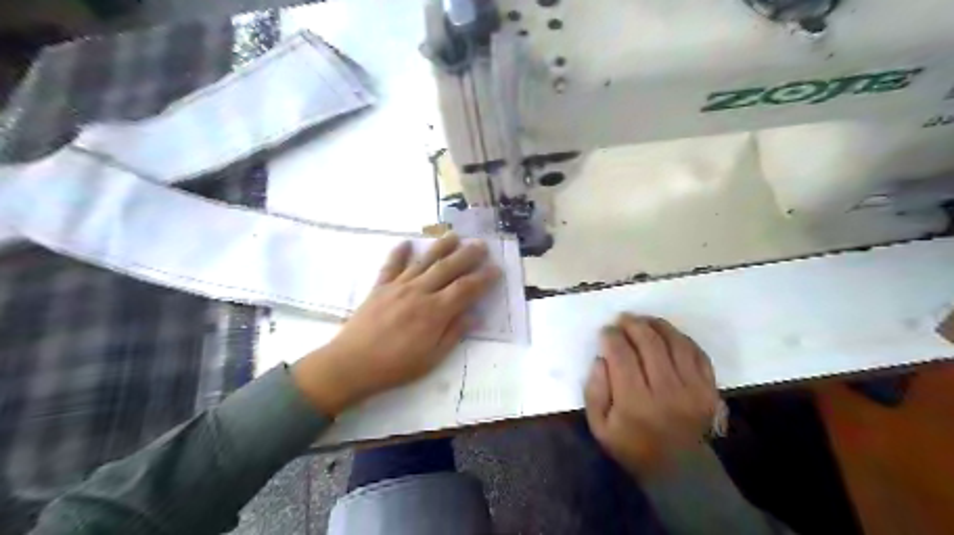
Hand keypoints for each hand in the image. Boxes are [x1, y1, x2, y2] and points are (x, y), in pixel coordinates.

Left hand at [293, 233, 499, 417]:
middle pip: (448, 268)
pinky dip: (398, 253)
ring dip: (440, 247)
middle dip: (467, 255)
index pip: (465, 289)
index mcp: (435, 312)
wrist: (352, 364)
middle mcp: (419, 292)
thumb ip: (453, 334)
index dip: (483, 278)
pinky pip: (391, 265)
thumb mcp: (431, 358)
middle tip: (482, 244)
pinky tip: (405, 243)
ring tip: (454, 236)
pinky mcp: (379, 287)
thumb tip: (475, 316)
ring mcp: (398, 287)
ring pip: (423, 261)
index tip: (496, 269)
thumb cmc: (395, 366)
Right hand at [585, 313, 719, 476]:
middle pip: (649, 343)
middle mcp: (666, 391)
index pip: (621, 355)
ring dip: (657, 325)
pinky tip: (668, 334)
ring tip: (644, 320)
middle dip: (632, 324)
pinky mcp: (709, 389)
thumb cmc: (633, 448)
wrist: (681, 472)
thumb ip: (594, 391)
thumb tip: (601, 359)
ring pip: (675, 342)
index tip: (605, 331)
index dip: (611, 337)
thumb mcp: (600, 427)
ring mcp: (692, 389)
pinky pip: (697, 353)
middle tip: (622, 319)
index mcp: (635, 402)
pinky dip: (681, 338)